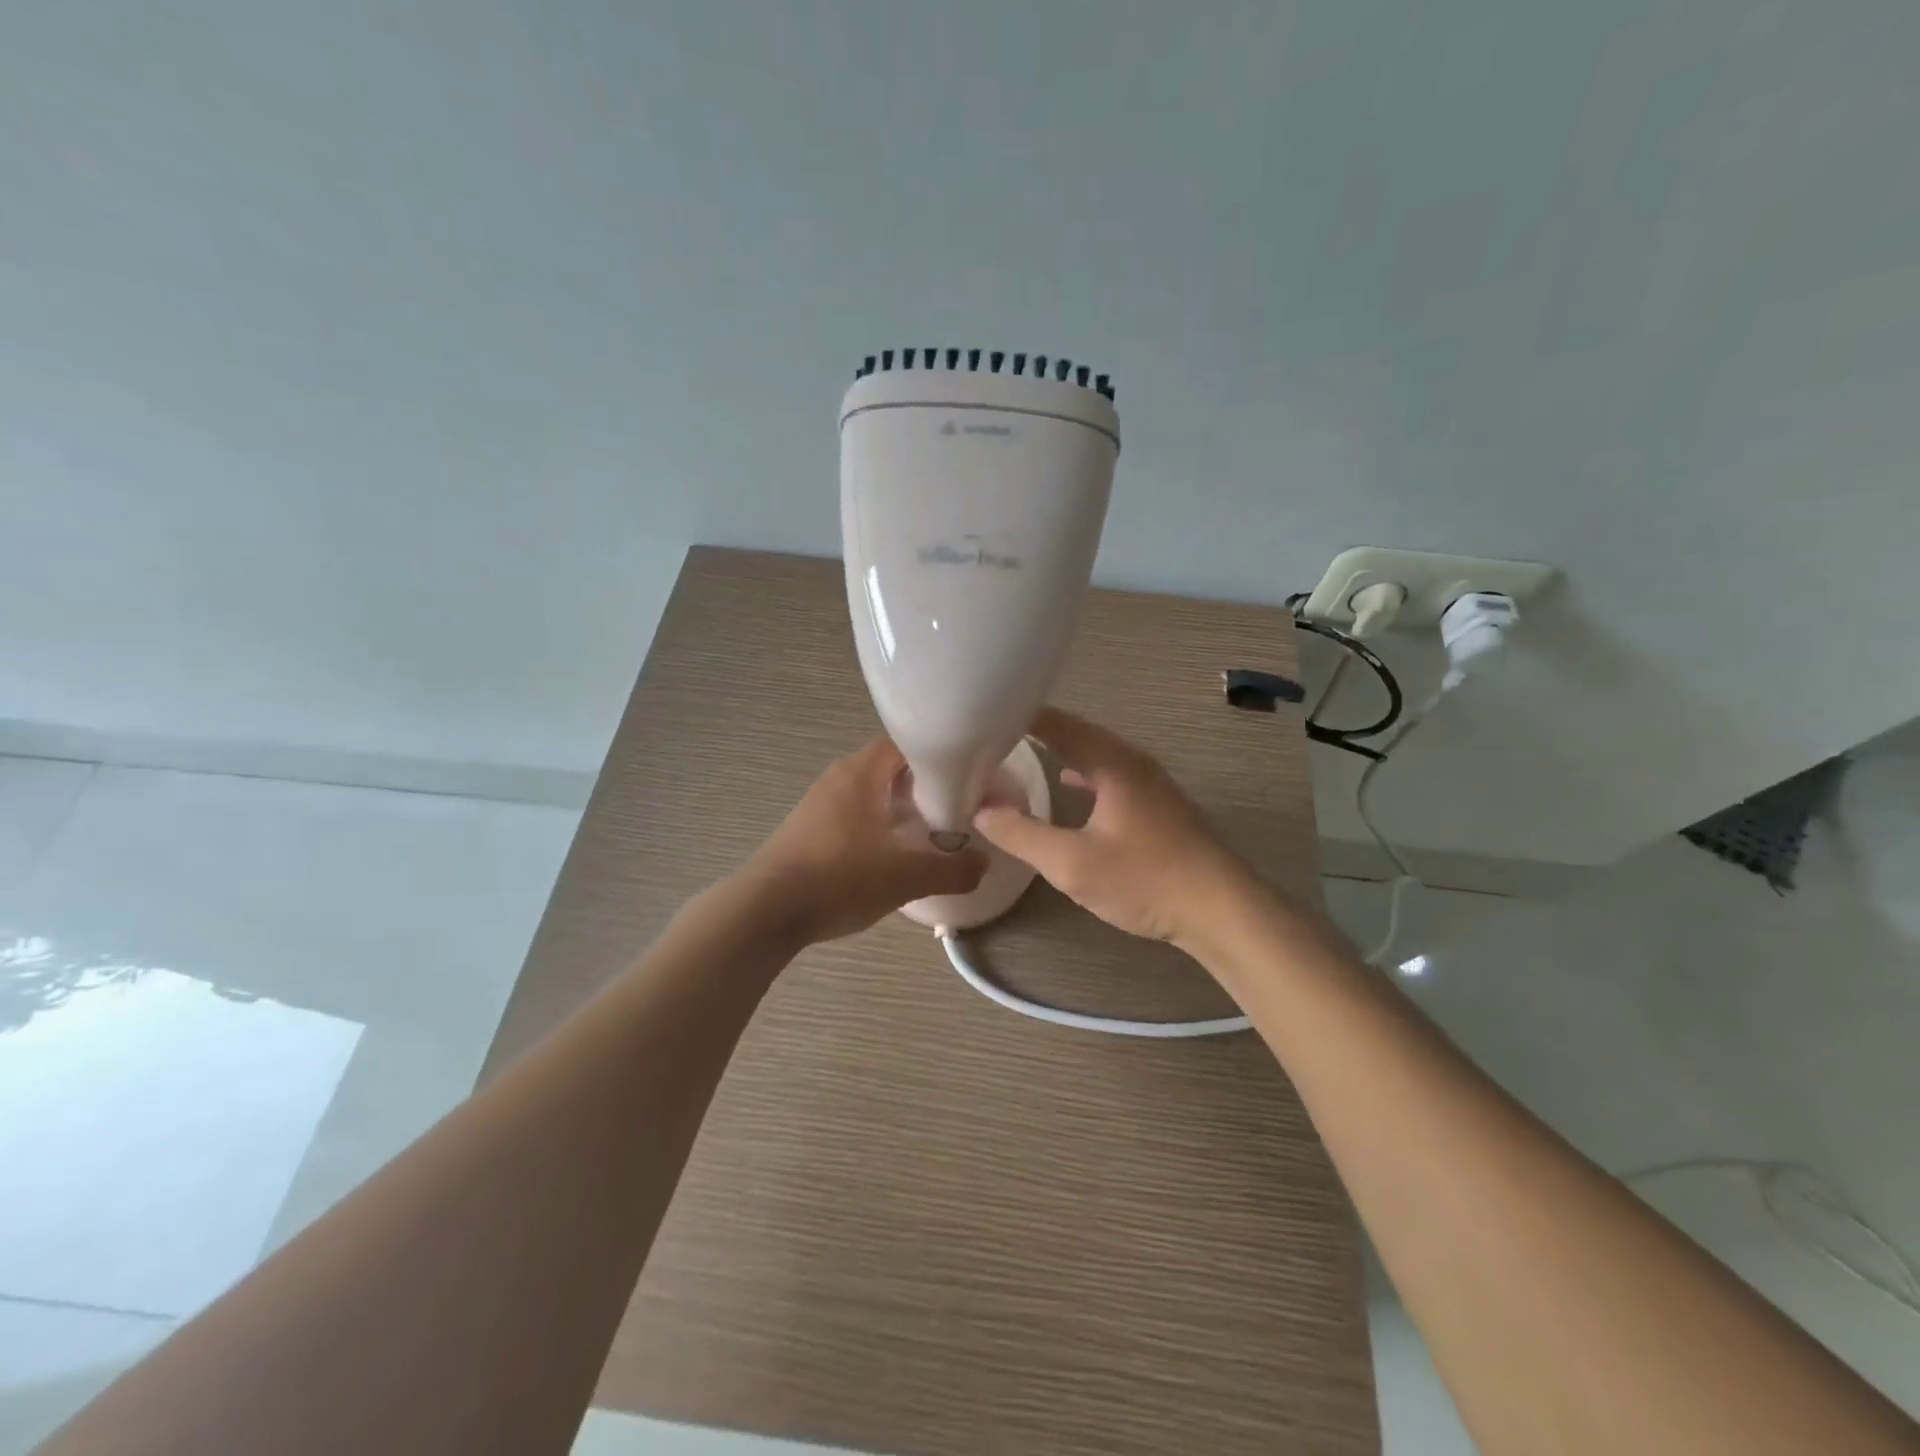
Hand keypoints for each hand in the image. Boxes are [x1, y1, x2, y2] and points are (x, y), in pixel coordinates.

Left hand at [741, 736, 988, 945]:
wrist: (765, 912)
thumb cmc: (839, 878)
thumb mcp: (905, 877)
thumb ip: (951, 869)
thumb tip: (983, 864)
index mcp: (861, 772)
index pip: (905, 742)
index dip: (938, 755)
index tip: (965, 777)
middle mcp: (838, 779)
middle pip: (889, 769)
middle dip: (922, 787)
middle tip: (952, 810)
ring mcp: (819, 805)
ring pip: (871, 795)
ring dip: (898, 810)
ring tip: (927, 836)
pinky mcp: (808, 832)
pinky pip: (853, 818)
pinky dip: (876, 829)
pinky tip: (889, 859)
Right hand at [972, 708, 1256, 948]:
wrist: (1221, 910)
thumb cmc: (1145, 880)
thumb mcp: (1072, 863)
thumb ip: (1022, 834)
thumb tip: (980, 808)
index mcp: (1112, 762)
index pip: (1058, 724)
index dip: (1021, 716)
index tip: (983, 715)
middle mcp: (1133, 762)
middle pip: (1077, 733)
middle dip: (1036, 731)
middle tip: (994, 734)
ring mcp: (1150, 783)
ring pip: (1095, 754)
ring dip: (1060, 751)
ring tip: (1022, 752)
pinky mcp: (1157, 806)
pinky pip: (1108, 775)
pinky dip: (1081, 774)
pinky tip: (1068, 786)